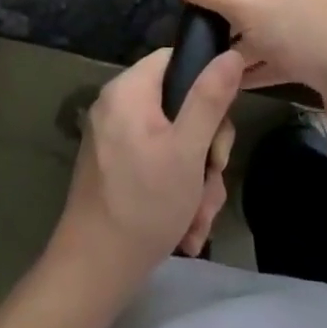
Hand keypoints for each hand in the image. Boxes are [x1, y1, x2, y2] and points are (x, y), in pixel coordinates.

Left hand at [54, 47, 243, 281]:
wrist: (94, 272)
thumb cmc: (144, 204)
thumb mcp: (188, 150)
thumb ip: (210, 99)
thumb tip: (232, 54)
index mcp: (129, 90)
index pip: (175, 60)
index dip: (205, 84)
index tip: (219, 124)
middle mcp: (118, 107)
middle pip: (180, 105)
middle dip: (205, 150)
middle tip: (212, 179)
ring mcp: (114, 139)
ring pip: (174, 142)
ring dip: (195, 180)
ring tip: (198, 217)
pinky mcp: (115, 168)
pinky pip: (157, 164)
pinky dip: (175, 191)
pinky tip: (185, 228)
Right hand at [156, 0, 326, 117]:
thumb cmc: (303, 32)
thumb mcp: (246, 9)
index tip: (203, 11)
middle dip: (234, 22)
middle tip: (208, 42)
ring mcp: (323, 11)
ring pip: (274, 25)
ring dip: (248, 46)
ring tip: (217, 66)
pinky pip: (289, 47)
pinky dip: (267, 61)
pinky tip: (238, 83)